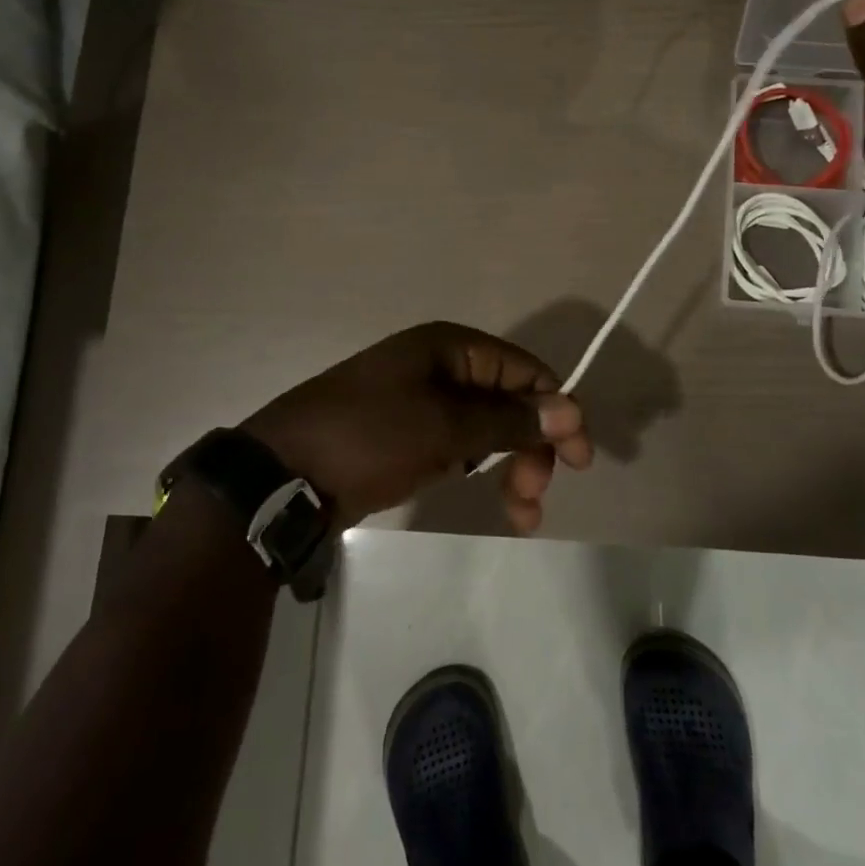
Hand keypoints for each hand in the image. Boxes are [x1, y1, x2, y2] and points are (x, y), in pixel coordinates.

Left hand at [241, 321, 591, 532]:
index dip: (558, 411)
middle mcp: (441, 367)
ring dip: (511, 468)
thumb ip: (508, 419)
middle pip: (509, 402)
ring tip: (520, 517)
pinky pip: (460, 448)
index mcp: (451, 348)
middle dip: (530, 448)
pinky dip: (481, 473)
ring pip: (487, 430)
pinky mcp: (408, 436)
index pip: (525, 371)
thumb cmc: (369, 437)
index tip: (580, 461)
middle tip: (533, 497)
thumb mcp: (444, 427)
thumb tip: (570, 409)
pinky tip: (493, 503)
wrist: (284, 474)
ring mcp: (422, 403)